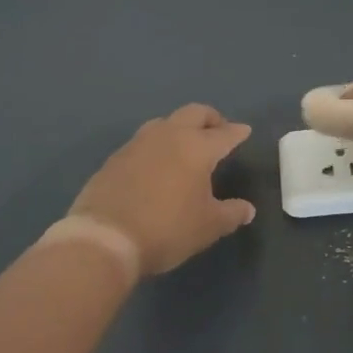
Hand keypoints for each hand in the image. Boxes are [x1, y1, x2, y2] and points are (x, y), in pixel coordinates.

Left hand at [68, 105, 255, 275]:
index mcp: (197, 148)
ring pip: (164, 122)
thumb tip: (247, 209)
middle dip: (210, 118)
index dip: (237, 132)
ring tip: (185, 145)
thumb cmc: (167, 229)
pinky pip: (142, 142)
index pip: (224, 134)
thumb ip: (231, 214)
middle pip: (194, 113)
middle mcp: (168, 136)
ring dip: (179, 128)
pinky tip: (156, 165)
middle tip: (218, 130)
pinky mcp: (115, 158)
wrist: (105, 239)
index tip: (244, 131)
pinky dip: (156, 146)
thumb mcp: (208, 227)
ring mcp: (137, 144)